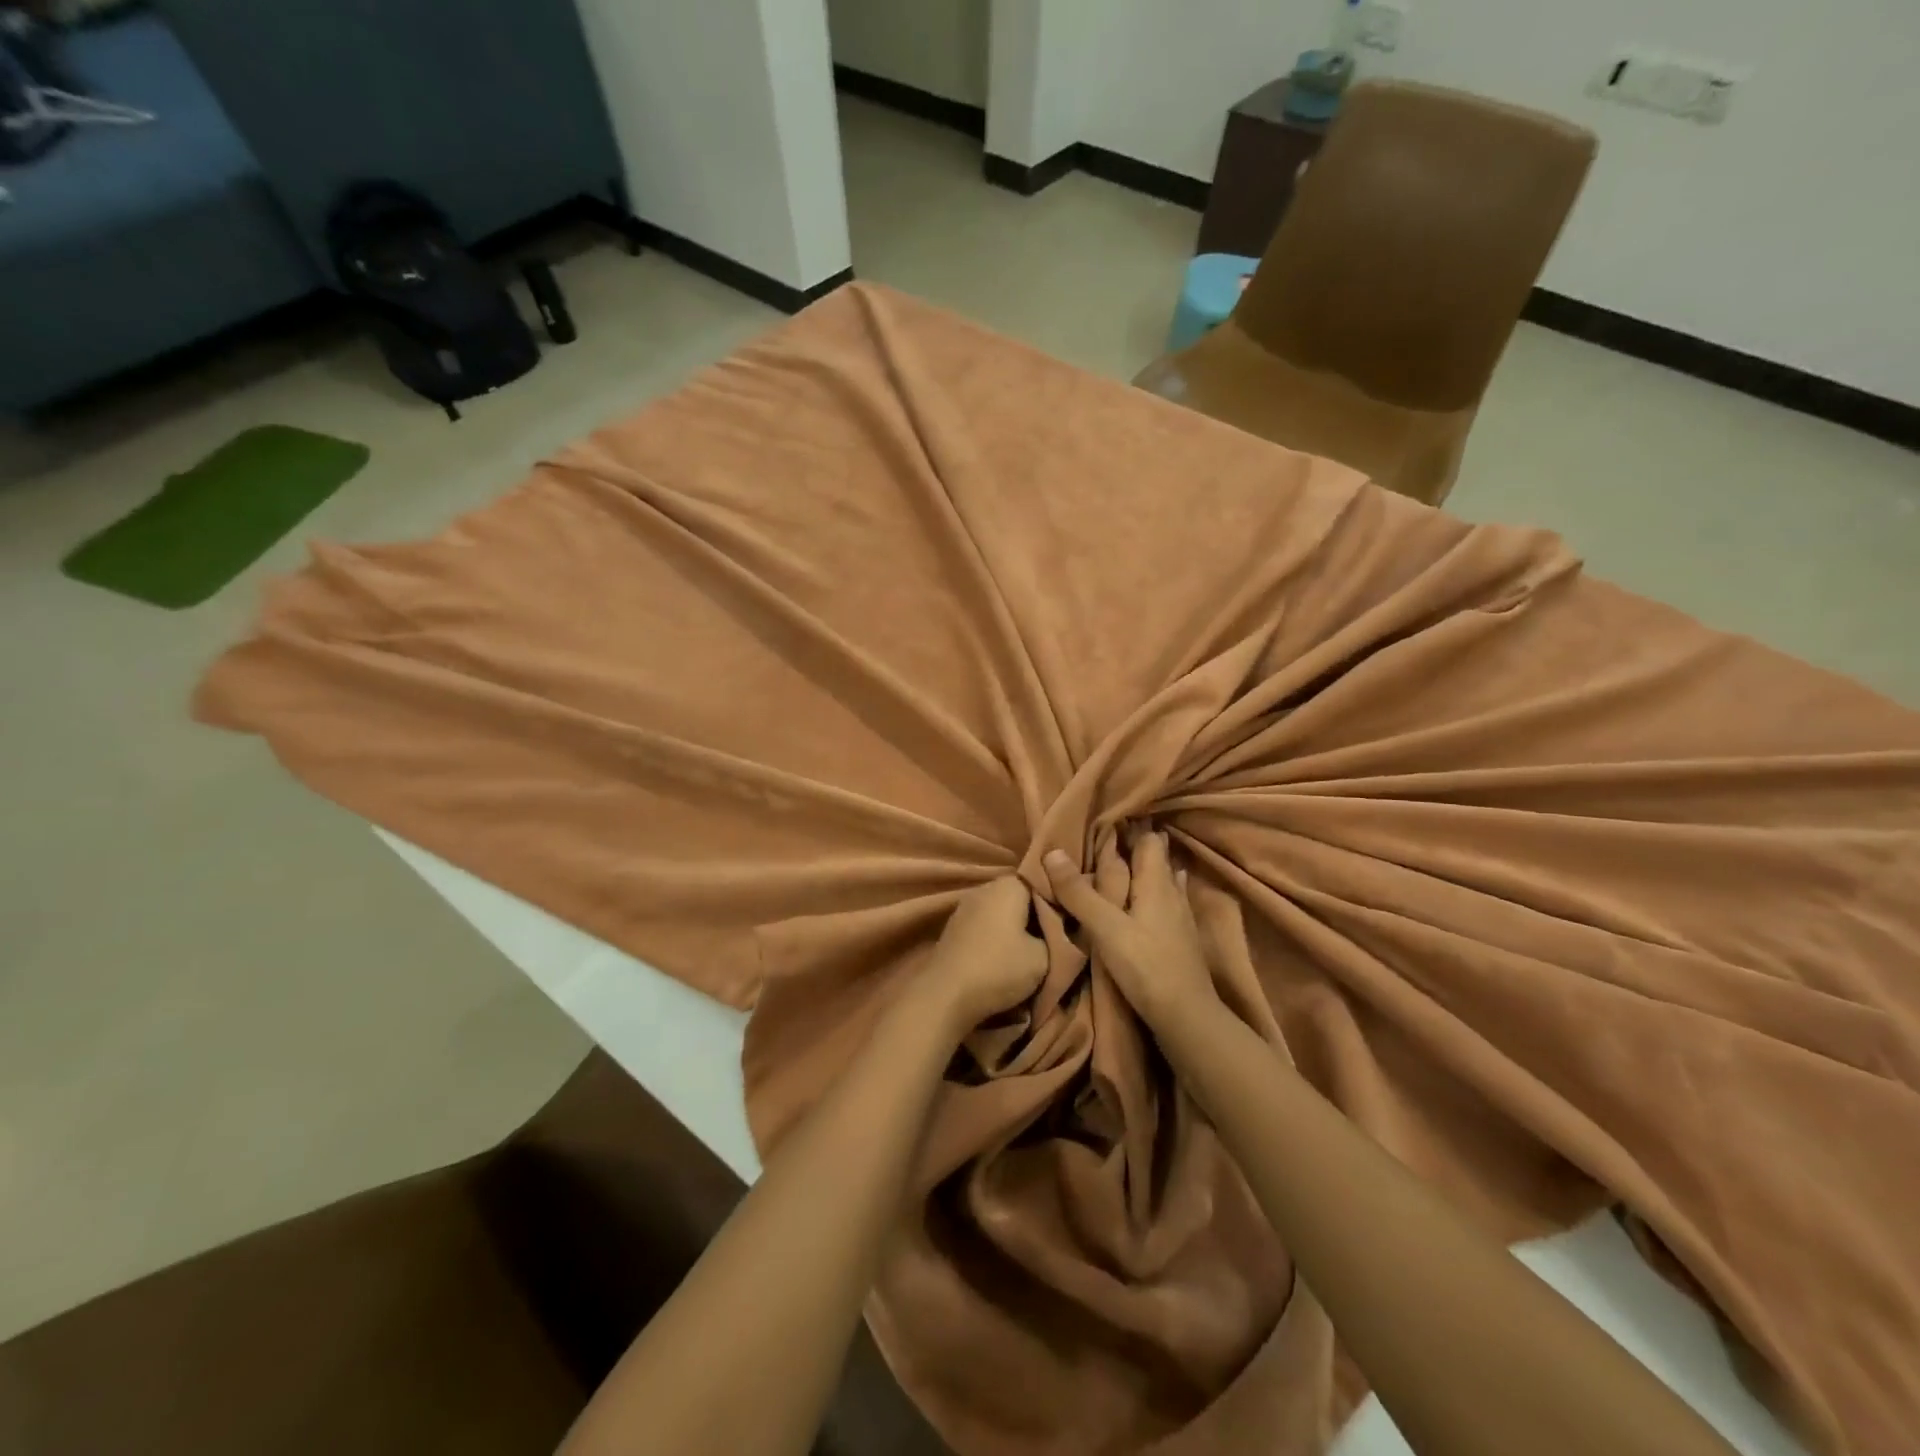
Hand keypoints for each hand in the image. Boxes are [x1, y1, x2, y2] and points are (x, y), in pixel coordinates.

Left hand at [909, 877, 1048, 1039]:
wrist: (945, 996)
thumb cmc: (1000, 969)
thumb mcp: (1045, 957)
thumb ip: (1057, 936)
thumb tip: (1058, 930)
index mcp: (1008, 885)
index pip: (1042, 881)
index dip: (1059, 900)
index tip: (1071, 920)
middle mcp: (984, 888)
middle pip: (1021, 896)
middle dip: (1037, 915)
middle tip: (1056, 938)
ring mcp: (965, 907)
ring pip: (1002, 912)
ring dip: (1016, 928)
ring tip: (1033, 951)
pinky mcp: (954, 928)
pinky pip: (986, 925)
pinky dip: (998, 937)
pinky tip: (1006, 956)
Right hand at [1044, 832, 1214, 1029]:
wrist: (1186, 1016)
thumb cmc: (1145, 966)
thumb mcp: (1105, 928)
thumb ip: (1079, 892)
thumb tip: (1052, 851)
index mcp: (1156, 882)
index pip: (1148, 840)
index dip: (1132, 824)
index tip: (1110, 812)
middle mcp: (1172, 892)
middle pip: (1157, 857)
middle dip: (1138, 843)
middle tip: (1111, 833)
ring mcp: (1180, 915)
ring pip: (1164, 878)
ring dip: (1147, 867)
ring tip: (1128, 858)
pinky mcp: (1181, 937)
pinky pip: (1167, 900)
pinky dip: (1155, 891)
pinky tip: (1155, 897)